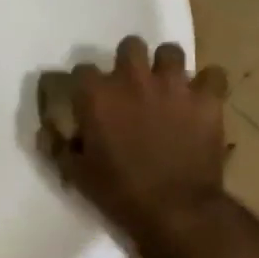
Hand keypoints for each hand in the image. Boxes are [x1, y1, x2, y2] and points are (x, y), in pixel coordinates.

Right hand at [41, 36, 231, 257]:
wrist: (176, 212)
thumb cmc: (120, 194)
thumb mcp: (76, 174)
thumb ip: (57, 146)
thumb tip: (45, 131)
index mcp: (97, 94)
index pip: (83, 70)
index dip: (86, 85)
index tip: (89, 101)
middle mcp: (133, 79)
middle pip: (130, 46)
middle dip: (129, 61)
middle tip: (132, 86)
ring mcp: (172, 85)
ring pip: (170, 52)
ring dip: (167, 67)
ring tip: (167, 87)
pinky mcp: (206, 99)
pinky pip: (213, 75)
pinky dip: (208, 85)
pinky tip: (203, 98)